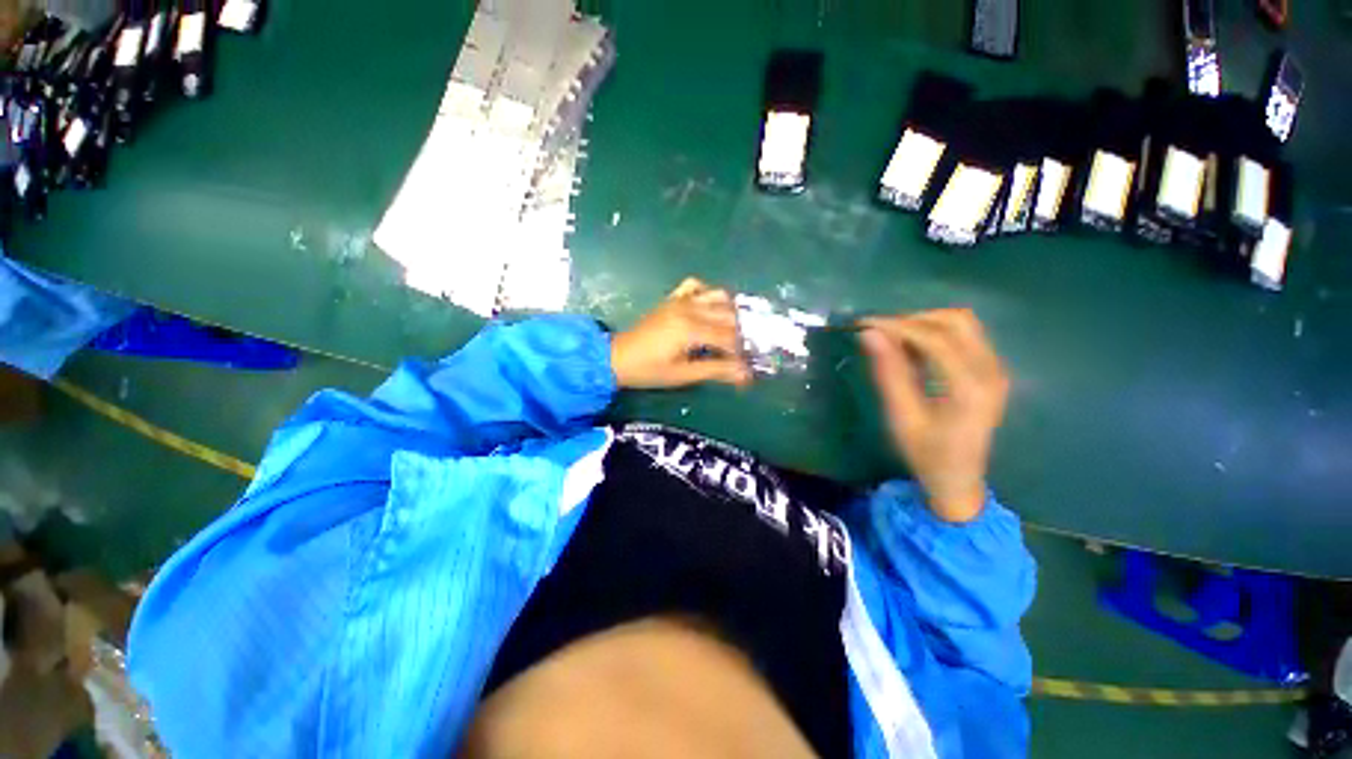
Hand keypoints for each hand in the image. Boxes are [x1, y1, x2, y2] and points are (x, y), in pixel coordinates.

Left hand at [611, 278, 751, 389]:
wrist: (616, 357)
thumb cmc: (649, 370)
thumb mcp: (683, 374)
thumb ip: (715, 370)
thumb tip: (745, 374)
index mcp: (691, 329)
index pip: (729, 339)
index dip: (741, 354)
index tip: (746, 368)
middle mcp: (690, 309)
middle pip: (729, 316)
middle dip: (740, 335)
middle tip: (741, 353)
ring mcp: (681, 300)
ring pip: (718, 296)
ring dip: (730, 313)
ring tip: (730, 333)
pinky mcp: (672, 299)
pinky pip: (695, 286)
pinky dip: (707, 294)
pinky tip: (708, 310)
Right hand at [859, 309, 1009, 522]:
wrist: (959, 479)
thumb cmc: (926, 454)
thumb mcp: (901, 417)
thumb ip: (888, 373)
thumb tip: (869, 335)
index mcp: (970, 387)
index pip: (935, 338)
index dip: (897, 326)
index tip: (864, 323)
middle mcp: (991, 371)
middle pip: (955, 321)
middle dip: (912, 320)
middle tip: (878, 332)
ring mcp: (995, 369)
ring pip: (962, 323)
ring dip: (925, 323)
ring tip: (893, 338)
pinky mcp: (991, 370)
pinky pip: (965, 336)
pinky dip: (935, 333)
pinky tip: (912, 348)